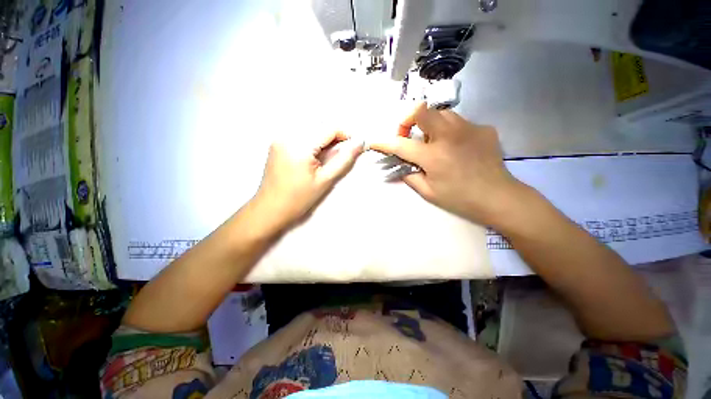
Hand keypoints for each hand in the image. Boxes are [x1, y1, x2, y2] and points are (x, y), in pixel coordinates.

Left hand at [253, 131, 363, 228]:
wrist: (270, 209)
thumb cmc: (299, 199)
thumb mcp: (325, 180)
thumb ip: (344, 159)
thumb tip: (360, 142)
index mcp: (299, 145)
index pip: (329, 127)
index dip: (346, 135)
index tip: (354, 147)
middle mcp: (287, 134)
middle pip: (320, 125)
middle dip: (334, 136)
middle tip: (340, 155)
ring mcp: (280, 137)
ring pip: (311, 128)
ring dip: (324, 138)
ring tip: (327, 157)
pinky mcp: (277, 142)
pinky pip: (300, 134)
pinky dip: (313, 140)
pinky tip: (314, 156)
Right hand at [369, 102, 522, 226]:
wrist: (499, 197)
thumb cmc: (459, 198)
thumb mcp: (428, 192)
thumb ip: (409, 176)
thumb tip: (401, 165)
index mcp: (433, 155)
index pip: (400, 144)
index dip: (383, 142)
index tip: (374, 142)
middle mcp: (448, 135)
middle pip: (420, 110)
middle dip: (407, 120)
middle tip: (409, 136)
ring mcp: (468, 128)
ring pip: (441, 113)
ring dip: (430, 125)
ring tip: (433, 142)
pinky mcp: (483, 128)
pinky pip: (460, 123)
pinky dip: (451, 132)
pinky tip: (457, 147)